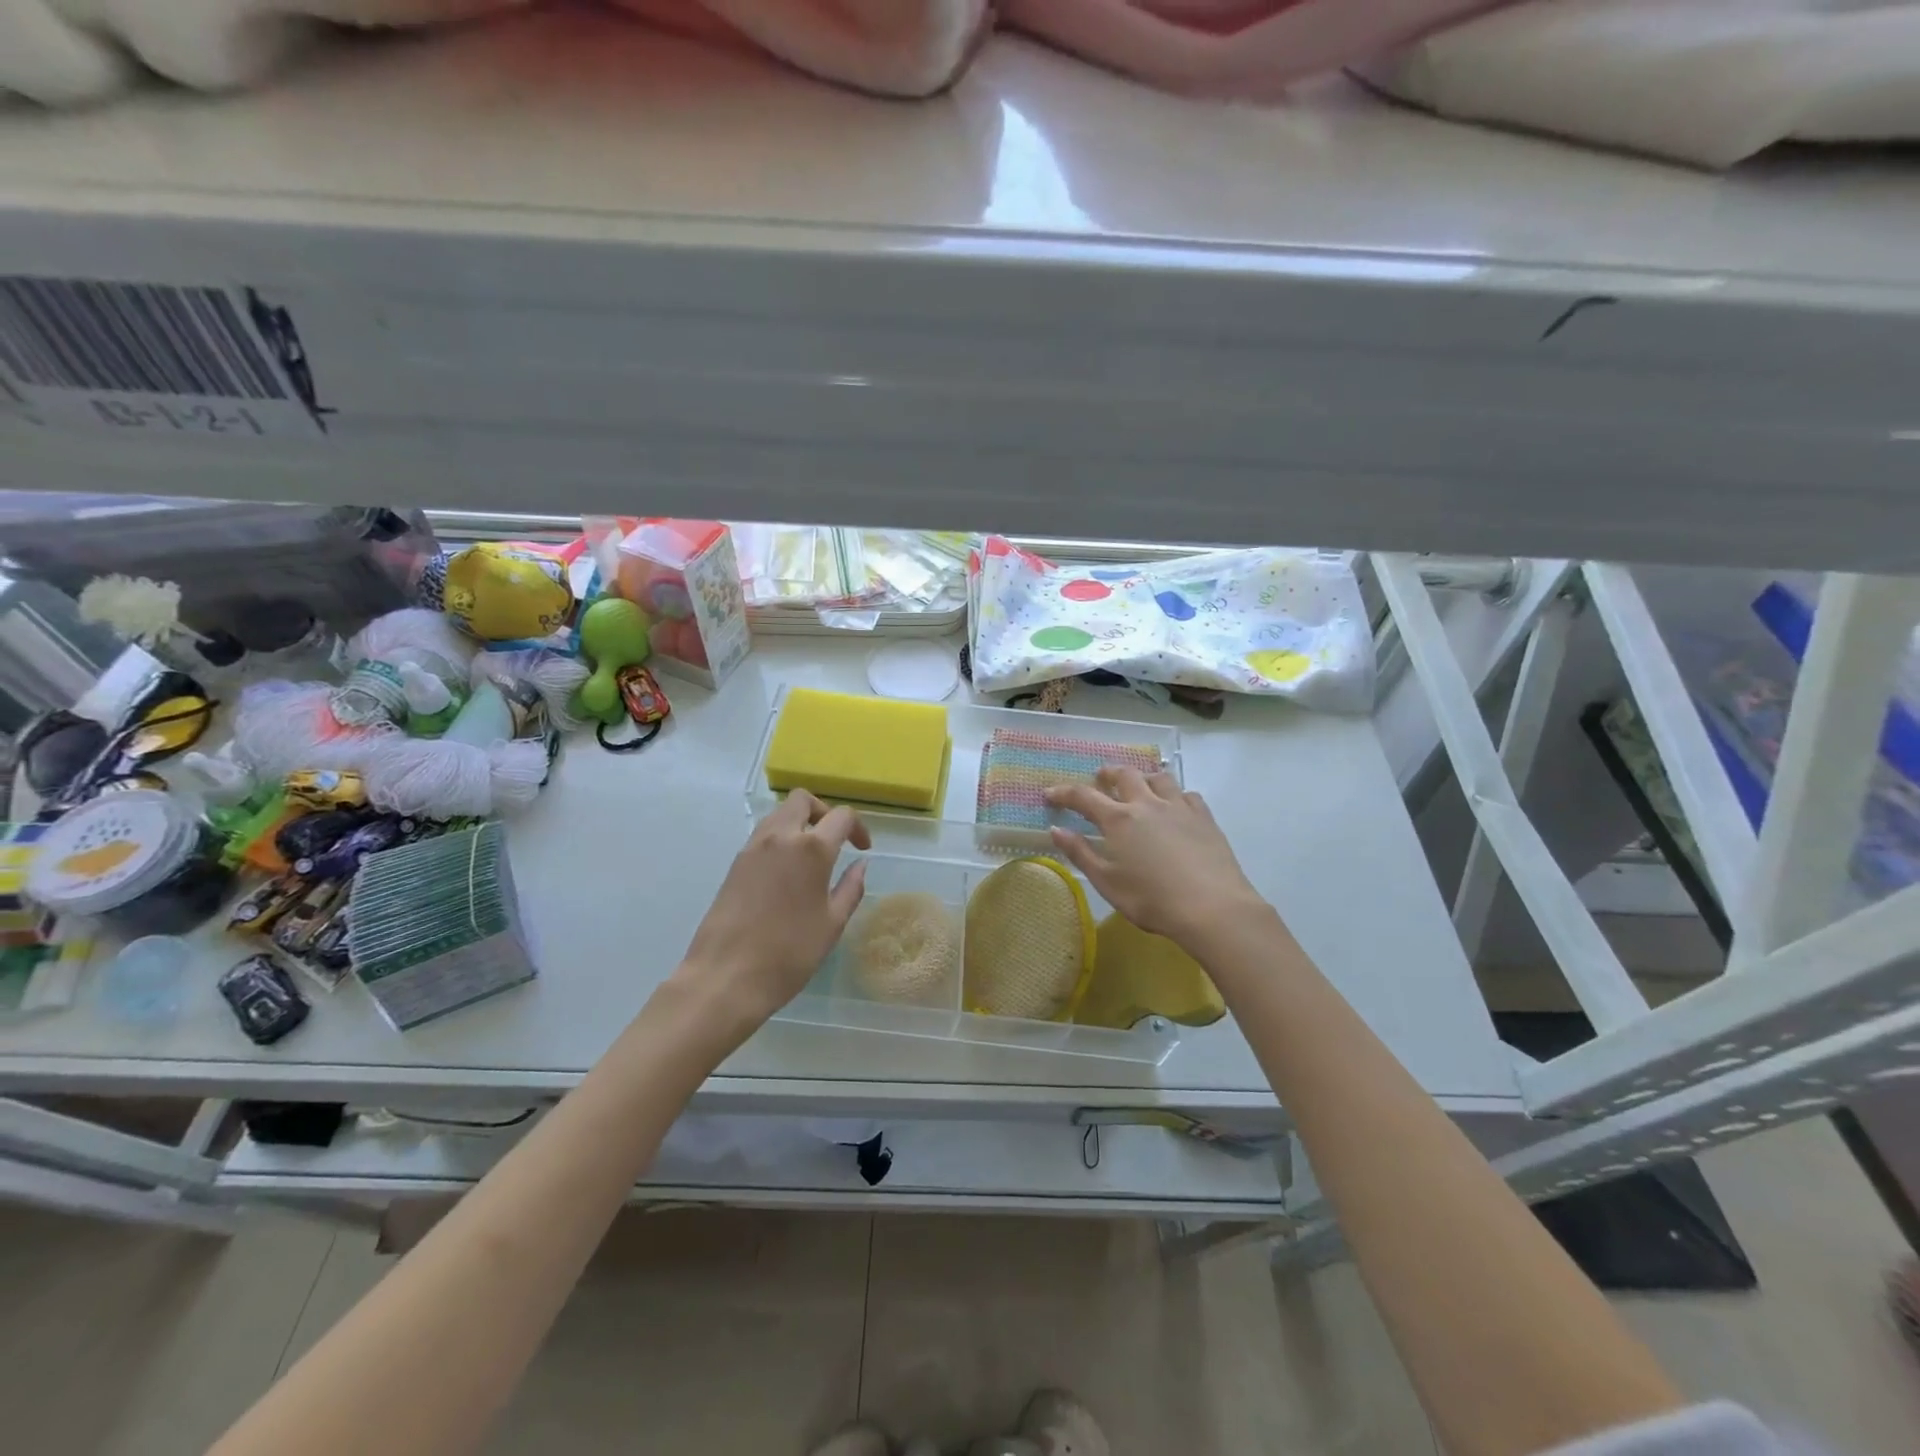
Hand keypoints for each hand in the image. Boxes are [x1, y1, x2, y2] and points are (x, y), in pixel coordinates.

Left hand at [671, 790, 869, 1041]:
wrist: (725, 978)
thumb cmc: (789, 954)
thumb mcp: (832, 924)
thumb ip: (850, 888)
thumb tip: (860, 865)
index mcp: (811, 849)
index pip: (841, 816)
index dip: (858, 828)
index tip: (862, 849)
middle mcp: (780, 837)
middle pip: (802, 800)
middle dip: (824, 812)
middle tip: (835, 840)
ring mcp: (752, 848)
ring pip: (779, 814)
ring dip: (799, 823)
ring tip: (811, 857)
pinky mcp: (735, 864)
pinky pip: (762, 835)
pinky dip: (780, 839)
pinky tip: (787, 873)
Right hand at [1047, 768, 1270, 950]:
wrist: (1212, 908)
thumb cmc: (1151, 900)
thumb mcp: (1107, 882)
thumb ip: (1080, 853)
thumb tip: (1056, 830)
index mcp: (1118, 819)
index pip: (1084, 796)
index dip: (1064, 792)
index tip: (1050, 793)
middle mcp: (1147, 804)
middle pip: (1124, 775)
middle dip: (1107, 773)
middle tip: (1099, 778)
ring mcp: (1179, 807)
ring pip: (1158, 778)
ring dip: (1143, 777)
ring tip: (1139, 786)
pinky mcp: (1204, 817)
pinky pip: (1187, 794)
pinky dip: (1174, 794)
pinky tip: (1175, 806)